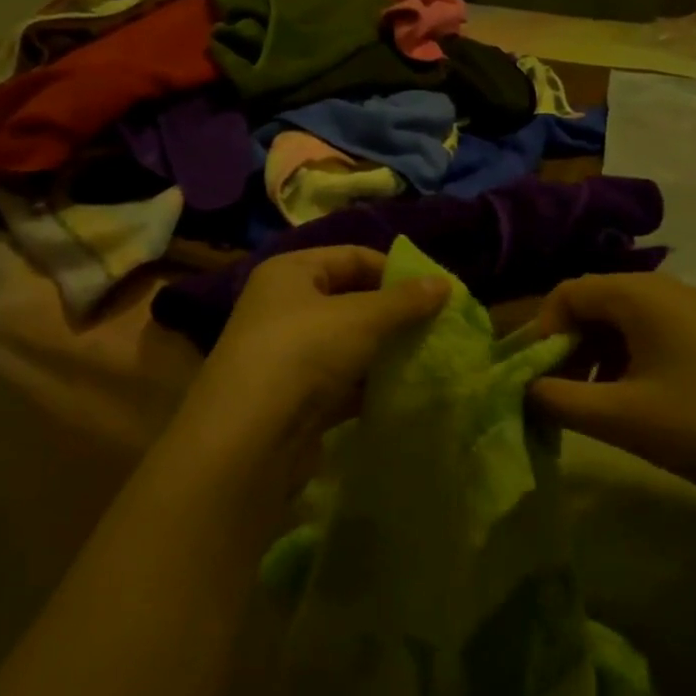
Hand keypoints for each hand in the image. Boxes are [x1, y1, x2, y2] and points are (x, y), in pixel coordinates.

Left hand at [175, 247, 449, 482]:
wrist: (250, 439)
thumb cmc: (304, 353)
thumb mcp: (362, 318)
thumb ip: (405, 301)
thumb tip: (445, 283)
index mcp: (290, 273)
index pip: (352, 257)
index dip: (394, 270)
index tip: (436, 292)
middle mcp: (284, 308)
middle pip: (350, 301)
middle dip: (394, 314)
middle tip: (438, 326)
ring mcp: (288, 356)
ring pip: (348, 345)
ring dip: (384, 352)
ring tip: (429, 358)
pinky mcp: (296, 399)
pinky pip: (342, 383)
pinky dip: (369, 386)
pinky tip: (404, 392)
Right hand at [525, 272, 695, 523]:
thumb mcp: (622, 417)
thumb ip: (558, 400)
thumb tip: (521, 388)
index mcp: (641, 294)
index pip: (567, 293)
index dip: (539, 333)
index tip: (529, 379)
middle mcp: (668, 290)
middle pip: (595, 305)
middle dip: (565, 348)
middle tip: (554, 396)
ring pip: (624, 324)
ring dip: (595, 359)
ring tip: (589, 407)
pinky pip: (654, 338)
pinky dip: (628, 364)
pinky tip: (632, 405)